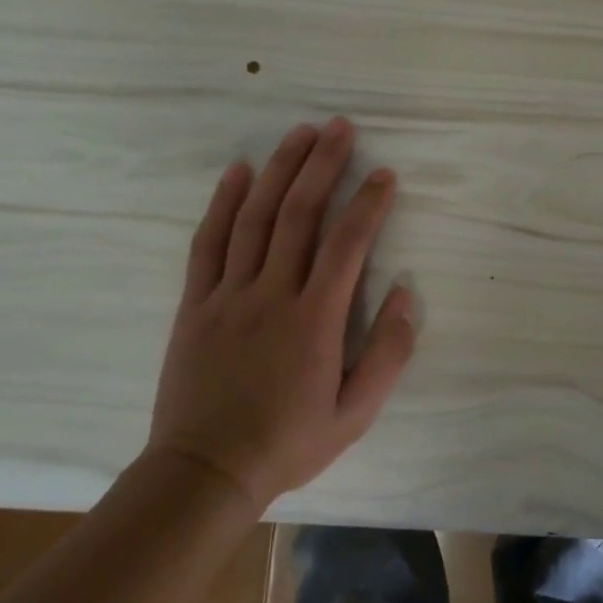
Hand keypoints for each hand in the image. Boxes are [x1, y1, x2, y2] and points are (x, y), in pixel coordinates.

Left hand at [146, 118, 416, 509]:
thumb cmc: (287, 442)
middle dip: (323, 164)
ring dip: (279, 169)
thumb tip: (406, 294)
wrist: (204, 474)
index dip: (369, 202)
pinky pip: (208, 243)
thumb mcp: (355, 413)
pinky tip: (238, 171)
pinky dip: (223, 202)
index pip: (348, 243)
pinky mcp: (195, 303)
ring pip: (255, 217)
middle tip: (341, 127)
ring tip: (300, 133)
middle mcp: (273, 294)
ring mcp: (229, 294)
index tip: (385, 173)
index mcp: (315, 319)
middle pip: (300, 213)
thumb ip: (388, 353)